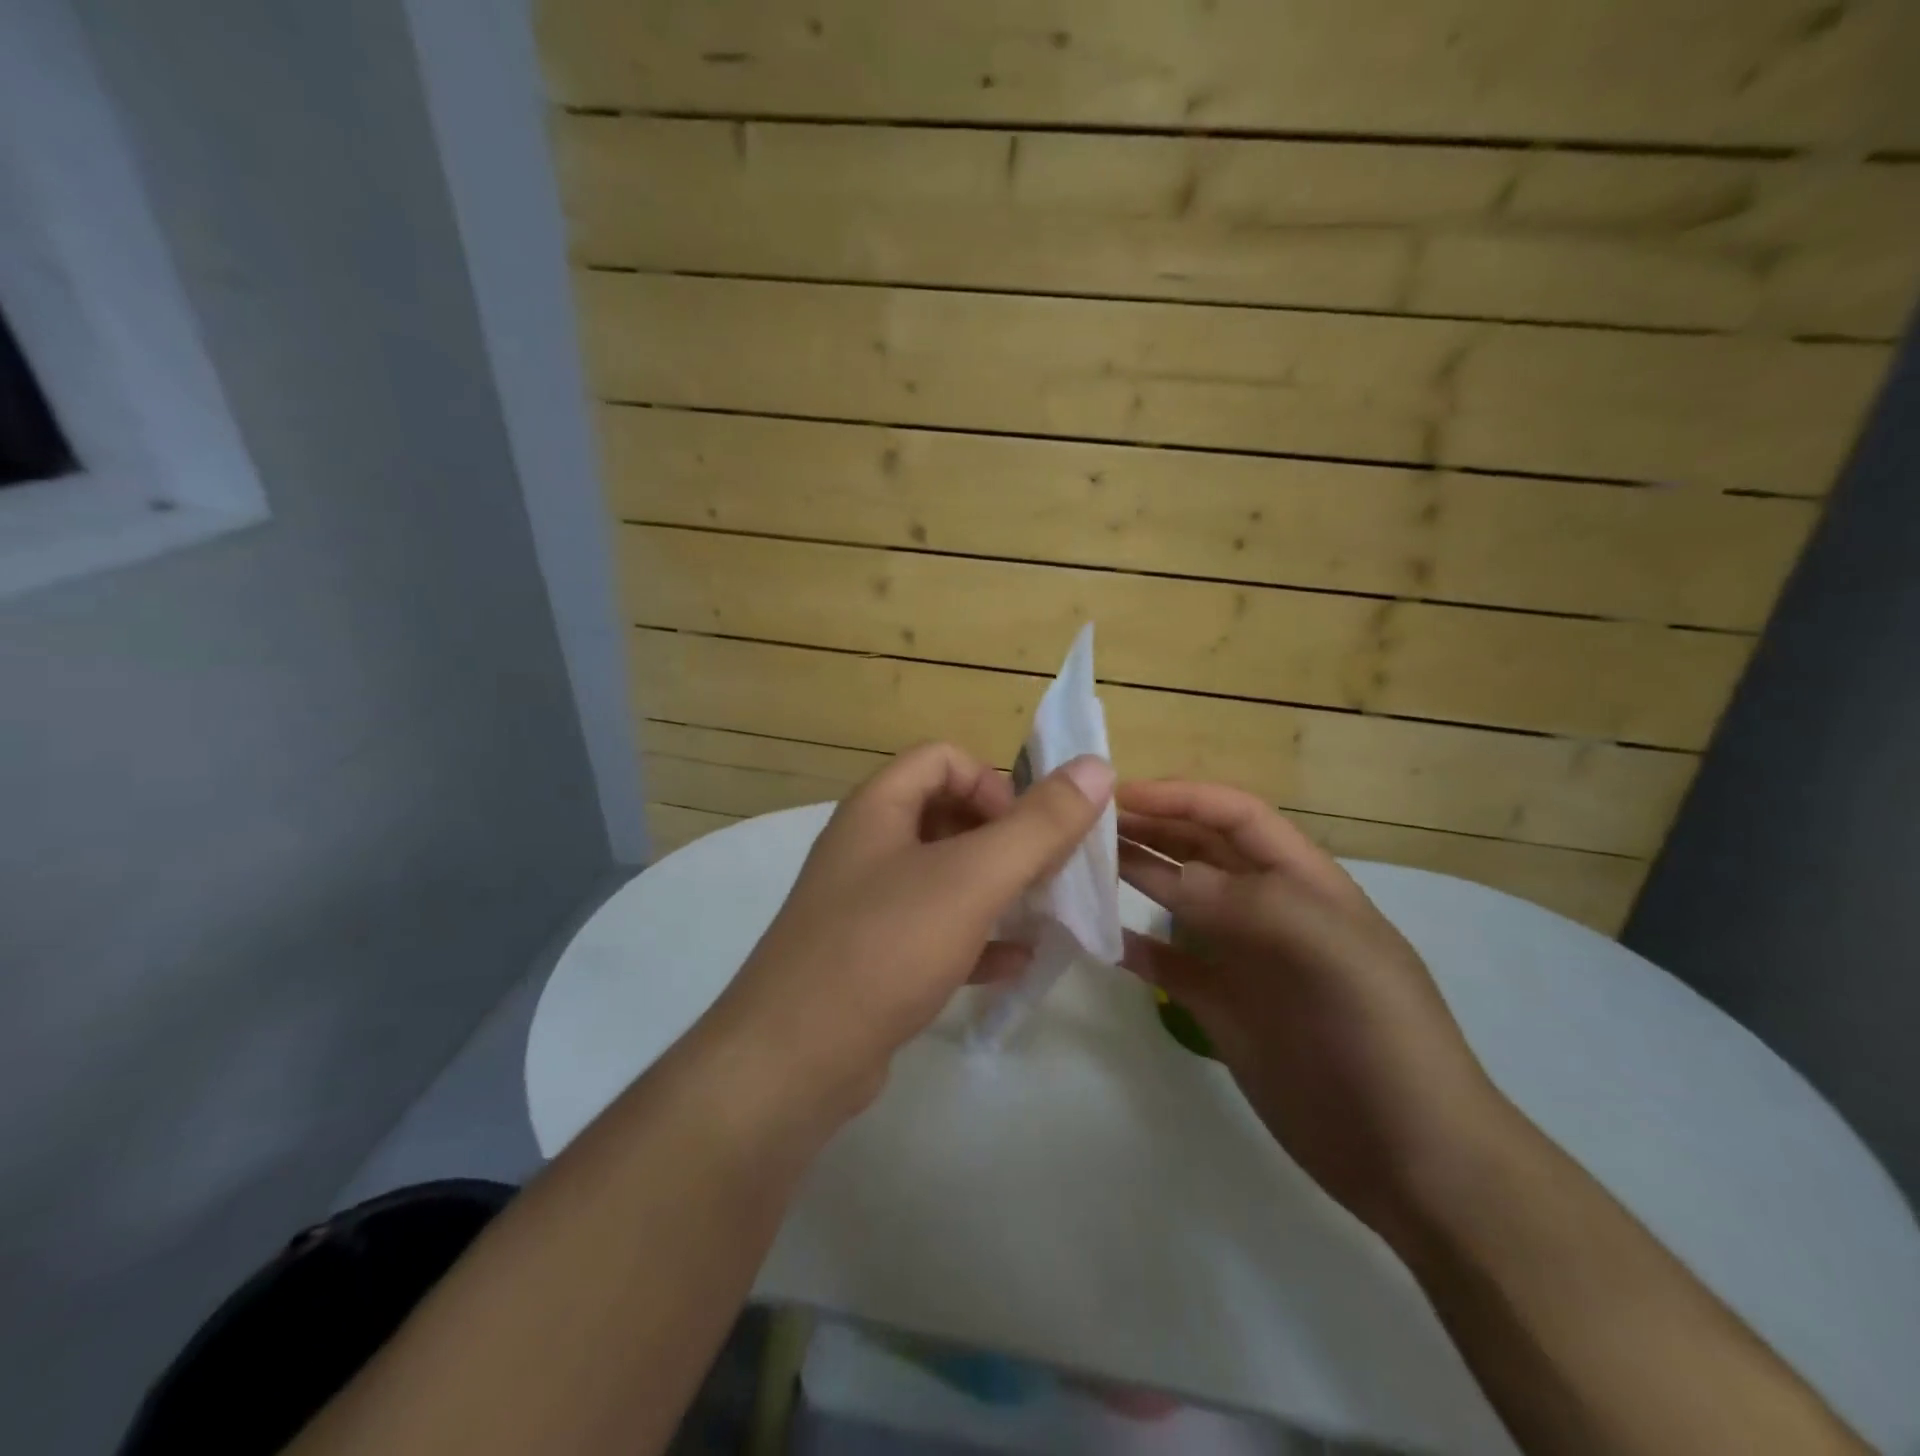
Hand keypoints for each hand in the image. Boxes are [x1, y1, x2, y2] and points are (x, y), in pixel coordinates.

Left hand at [712, 742, 1114, 1117]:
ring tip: (1041, 914)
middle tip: (1045, 874)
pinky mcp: (870, 958)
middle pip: (945, 815)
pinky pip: (932, 932)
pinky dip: (975, 939)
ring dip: (995, 890)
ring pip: (942, 878)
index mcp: (878, 808)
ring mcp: (865, 905)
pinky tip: (1014, 964)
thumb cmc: (885, 947)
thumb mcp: (972, 879)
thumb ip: (1039, 824)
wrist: (794, 1061)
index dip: (992, 782)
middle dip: (1003, 839)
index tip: (1026, 831)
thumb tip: (1096, 765)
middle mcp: (866, 847)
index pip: (943, 759)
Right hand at [1116, 780, 1507, 1239]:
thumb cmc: (1383, 1038)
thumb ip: (1251, 904)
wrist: (1412, 1160)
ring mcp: (1243, 961)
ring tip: (1081, 865)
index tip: (1118, 796)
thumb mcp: (1331, 953)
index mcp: (1303, 883)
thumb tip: (1173, 874)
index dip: (1180, 797)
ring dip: (1136, 876)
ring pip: (1178, 901)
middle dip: (1150, 828)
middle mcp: (1268, 911)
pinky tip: (1100, 938)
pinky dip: (1134, 948)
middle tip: (1083, 825)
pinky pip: (1169, 964)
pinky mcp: (1222, 1009)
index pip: (1236, 816)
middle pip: (1200, 850)